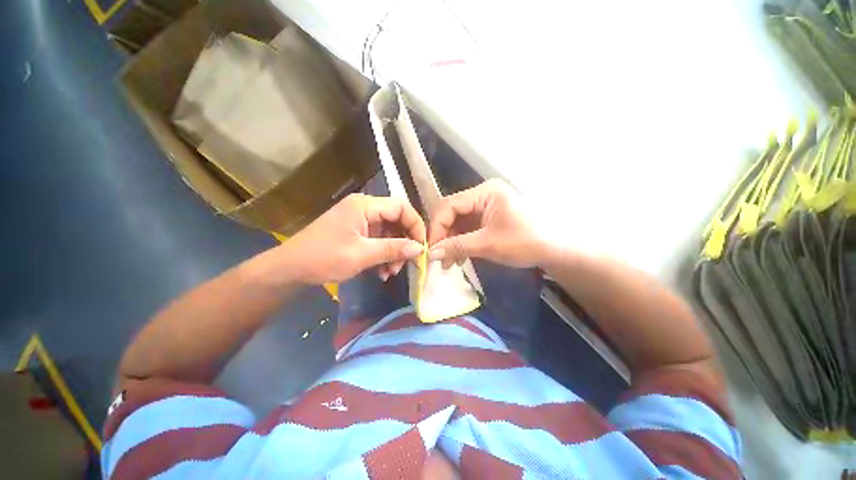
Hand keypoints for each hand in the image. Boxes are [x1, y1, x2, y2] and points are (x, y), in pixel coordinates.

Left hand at [277, 194, 425, 284]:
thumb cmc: (323, 258)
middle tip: (406, 263)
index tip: (422, 246)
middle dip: (404, 243)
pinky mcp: (358, 232)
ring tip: (391, 272)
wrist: (290, 269)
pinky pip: (379, 240)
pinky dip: (384, 255)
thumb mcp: (361, 255)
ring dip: (394, 252)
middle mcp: (365, 208)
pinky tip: (382, 271)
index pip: (401, 208)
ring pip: (389, 233)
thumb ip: (393, 249)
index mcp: (364, 206)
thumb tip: (420, 249)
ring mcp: (361, 221)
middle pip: (396, 220)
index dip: (415, 225)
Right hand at [428, 179, 549, 268]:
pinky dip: (461, 243)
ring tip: (448, 263)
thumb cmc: (526, 243)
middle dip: (444, 237)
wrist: (556, 250)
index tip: (431, 248)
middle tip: (438, 258)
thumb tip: (430, 253)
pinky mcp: (488, 218)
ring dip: (451, 242)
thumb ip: (457, 247)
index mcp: (485, 192)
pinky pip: (468, 228)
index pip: (450, 205)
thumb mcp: (489, 244)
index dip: (437, 227)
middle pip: (453, 213)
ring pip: (458, 223)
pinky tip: (458, 258)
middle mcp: (483, 195)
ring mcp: (486, 207)